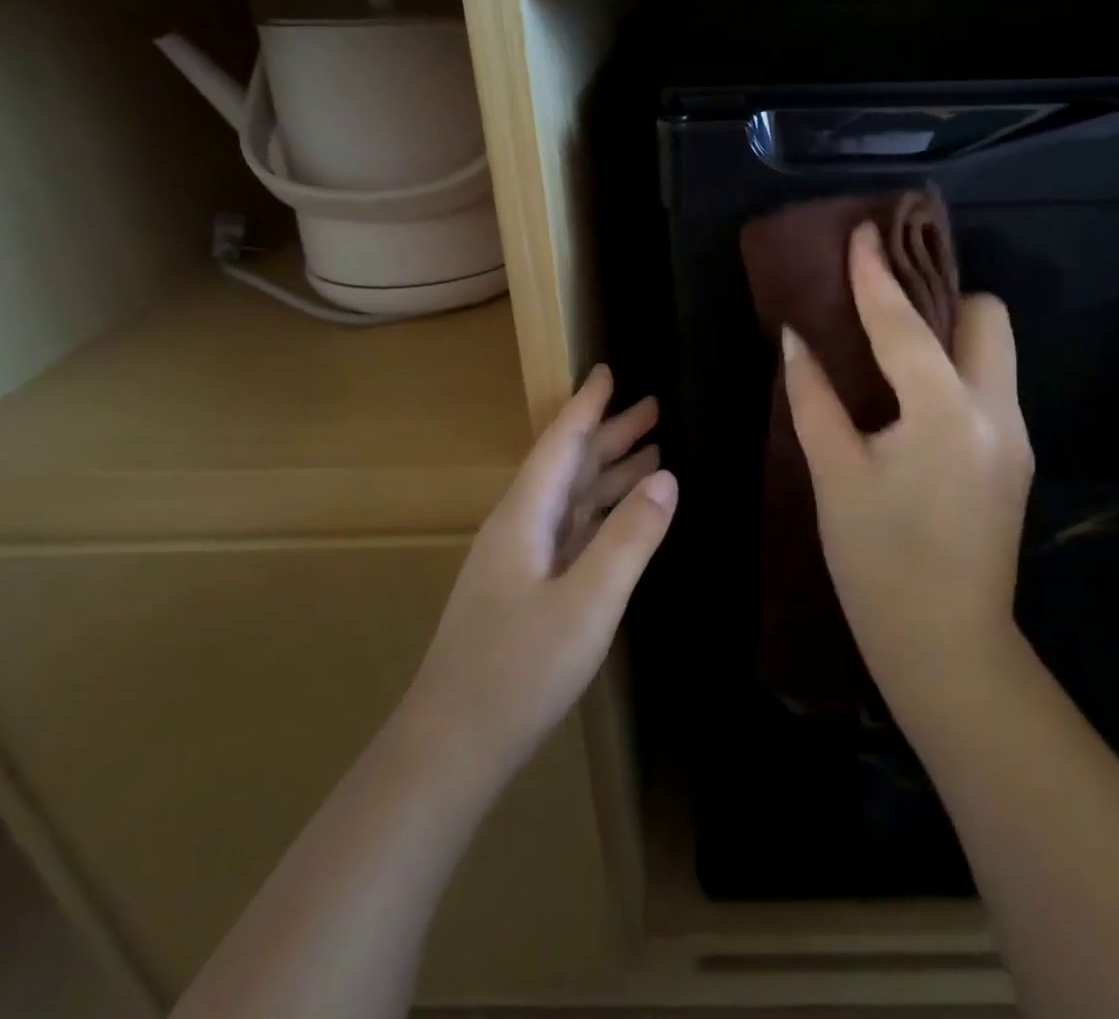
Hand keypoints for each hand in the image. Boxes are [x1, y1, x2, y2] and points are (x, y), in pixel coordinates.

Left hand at [405, 367, 675, 773]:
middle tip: (655, 408)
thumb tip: (666, 477)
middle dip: (610, 435)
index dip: (587, 407)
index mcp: (525, 516)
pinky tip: (622, 515)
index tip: (608, 370)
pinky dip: (601, 513)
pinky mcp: (527, 590)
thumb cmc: (518, 670)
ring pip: (571, 499)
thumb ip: (629, 538)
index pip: (561, 444)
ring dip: (609, 473)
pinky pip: (572, 531)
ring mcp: (521, 561)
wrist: (452, 747)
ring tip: (653, 453)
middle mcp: (520, 527)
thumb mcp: (587, 603)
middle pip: (569, 466)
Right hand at [782, 223, 1032, 702]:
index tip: (862, 232)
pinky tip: (912, 398)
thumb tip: (795, 340)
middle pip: (986, 316)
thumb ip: (814, 397)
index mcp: (945, 413)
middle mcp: (997, 412)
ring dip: (949, 334)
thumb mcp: (835, 474)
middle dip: (940, 298)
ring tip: (894, 348)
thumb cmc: (877, 562)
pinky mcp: (1015, 457)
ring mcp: (1015, 436)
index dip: (876, 276)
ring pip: (994, 350)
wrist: (946, 646)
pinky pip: (990, 385)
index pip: (906, 324)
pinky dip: (955, 371)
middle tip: (887, 310)